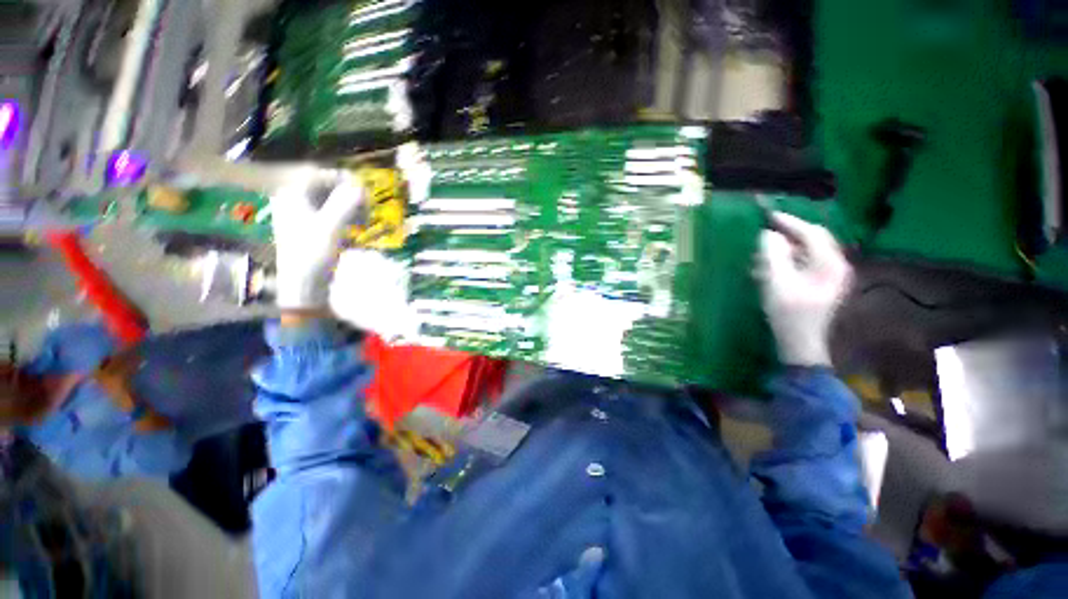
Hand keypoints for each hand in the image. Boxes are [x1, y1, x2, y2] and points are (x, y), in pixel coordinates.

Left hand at [271, 176, 364, 310]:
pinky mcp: (308, 229)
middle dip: (349, 197)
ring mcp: (299, 215)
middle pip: (326, 188)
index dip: (344, 179)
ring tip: (363, 223)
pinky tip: (353, 232)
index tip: (365, 190)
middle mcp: (293, 201)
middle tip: (367, 210)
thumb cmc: (313, 254)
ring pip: (329, 202)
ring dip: (349, 209)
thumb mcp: (332, 227)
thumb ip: (345, 203)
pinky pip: (329, 216)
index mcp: (292, 195)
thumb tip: (361, 186)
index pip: (319, 175)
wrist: (303, 285)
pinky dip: (344, 220)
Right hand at [756, 212, 851, 366]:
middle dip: (788, 234)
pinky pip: (805, 263)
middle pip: (813, 240)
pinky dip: (788, 260)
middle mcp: (835, 266)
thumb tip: (768, 234)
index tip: (768, 216)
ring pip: (808, 251)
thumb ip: (772, 255)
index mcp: (830, 264)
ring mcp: (830, 276)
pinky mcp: (821, 284)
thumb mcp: (776, 283)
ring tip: (763, 251)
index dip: (790, 222)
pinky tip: (770, 266)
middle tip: (765, 231)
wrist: (799, 343)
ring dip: (786, 248)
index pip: (812, 233)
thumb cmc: (788, 314)